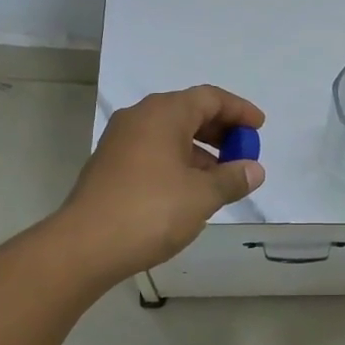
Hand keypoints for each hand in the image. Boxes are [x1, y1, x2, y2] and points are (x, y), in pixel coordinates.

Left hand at [58, 85, 265, 282]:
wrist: (85, 246)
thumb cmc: (150, 211)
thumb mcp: (202, 196)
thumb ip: (233, 178)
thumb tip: (254, 169)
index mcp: (163, 113)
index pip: (210, 98)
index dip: (239, 110)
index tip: (259, 128)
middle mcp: (139, 118)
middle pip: (188, 112)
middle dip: (220, 130)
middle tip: (243, 152)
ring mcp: (120, 141)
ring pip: (170, 133)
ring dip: (200, 149)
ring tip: (221, 178)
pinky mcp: (110, 165)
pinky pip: (153, 151)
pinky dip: (178, 161)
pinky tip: (190, 190)